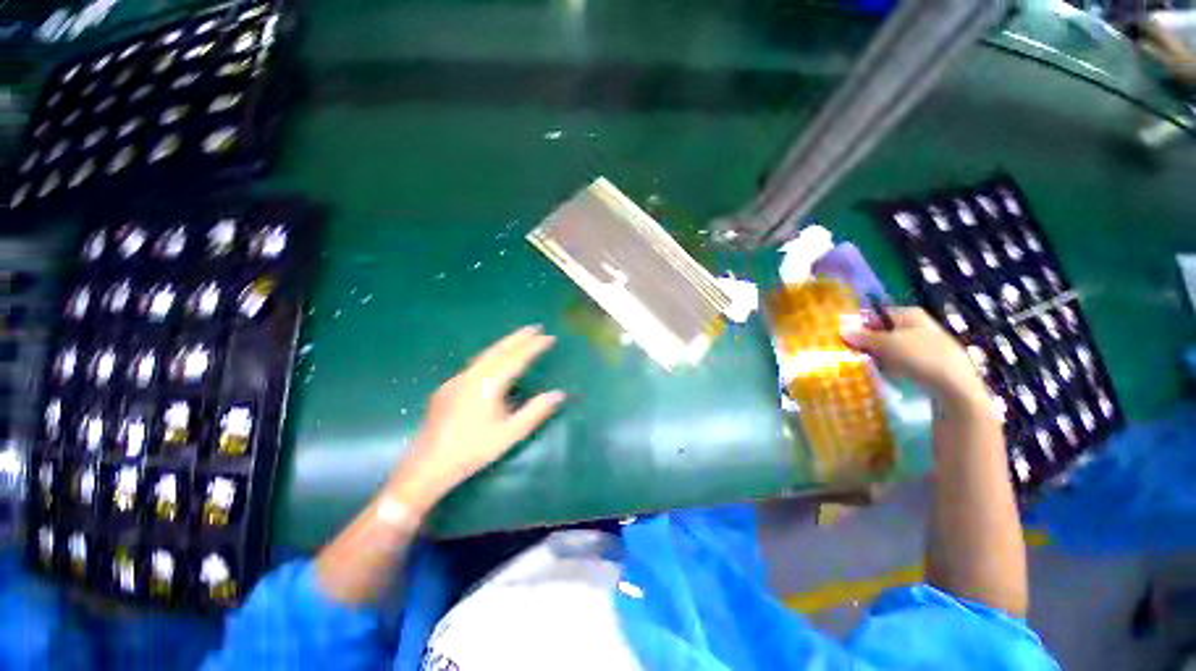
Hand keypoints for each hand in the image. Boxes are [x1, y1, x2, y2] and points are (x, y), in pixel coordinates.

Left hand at [387, 326, 565, 514]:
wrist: (427, 466)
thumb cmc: (473, 451)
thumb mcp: (510, 434)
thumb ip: (535, 412)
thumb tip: (559, 394)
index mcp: (488, 385)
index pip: (516, 359)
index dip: (534, 346)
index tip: (549, 337)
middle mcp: (471, 376)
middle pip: (498, 350)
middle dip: (518, 337)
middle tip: (535, 327)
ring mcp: (456, 380)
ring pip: (484, 355)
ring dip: (504, 345)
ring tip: (519, 339)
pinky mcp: (447, 388)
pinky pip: (474, 366)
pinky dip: (491, 357)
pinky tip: (495, 363)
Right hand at [840, 307, 987, 411]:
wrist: (955, 386)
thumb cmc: (920, 357)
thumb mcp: (886, 344)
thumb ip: (863, 336)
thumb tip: (842, 330)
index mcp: (910, 314)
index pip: (878, 313)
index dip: (862, 323)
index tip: (847, 336)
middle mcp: (919, 325)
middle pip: (885, 330)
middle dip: (869, 341)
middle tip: (854, 352)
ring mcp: (926, 344)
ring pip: (893, 347)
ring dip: (879, 355)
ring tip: (868, 365)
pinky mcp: (930, 362)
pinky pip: (904, 360)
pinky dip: (892, 365)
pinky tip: (886, 374)